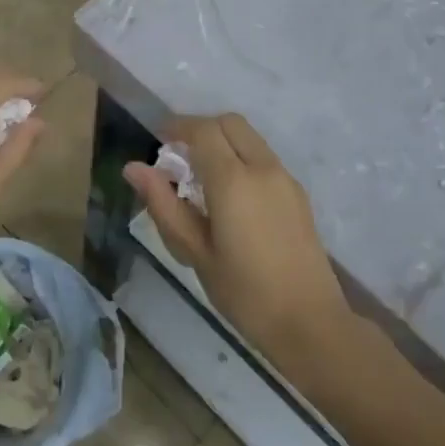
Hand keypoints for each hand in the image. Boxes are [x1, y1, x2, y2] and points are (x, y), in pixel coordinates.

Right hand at [124, 114, 351, 366]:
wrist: (310, 322)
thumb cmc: (244, 292)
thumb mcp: (195, 252)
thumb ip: (164, 205)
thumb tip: (134, 168)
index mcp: (233, 180)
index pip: (203, 130)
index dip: (178, 127)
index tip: (159, 141)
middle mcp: (262, 167)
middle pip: (229, 123)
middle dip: (201, 129)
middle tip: (179, 157)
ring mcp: (285, 178)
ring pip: (249, 138)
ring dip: (223, 142)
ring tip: (202, 179)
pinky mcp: (298, 193)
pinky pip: (263, 157)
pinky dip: (242, 158)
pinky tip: (230, 197)